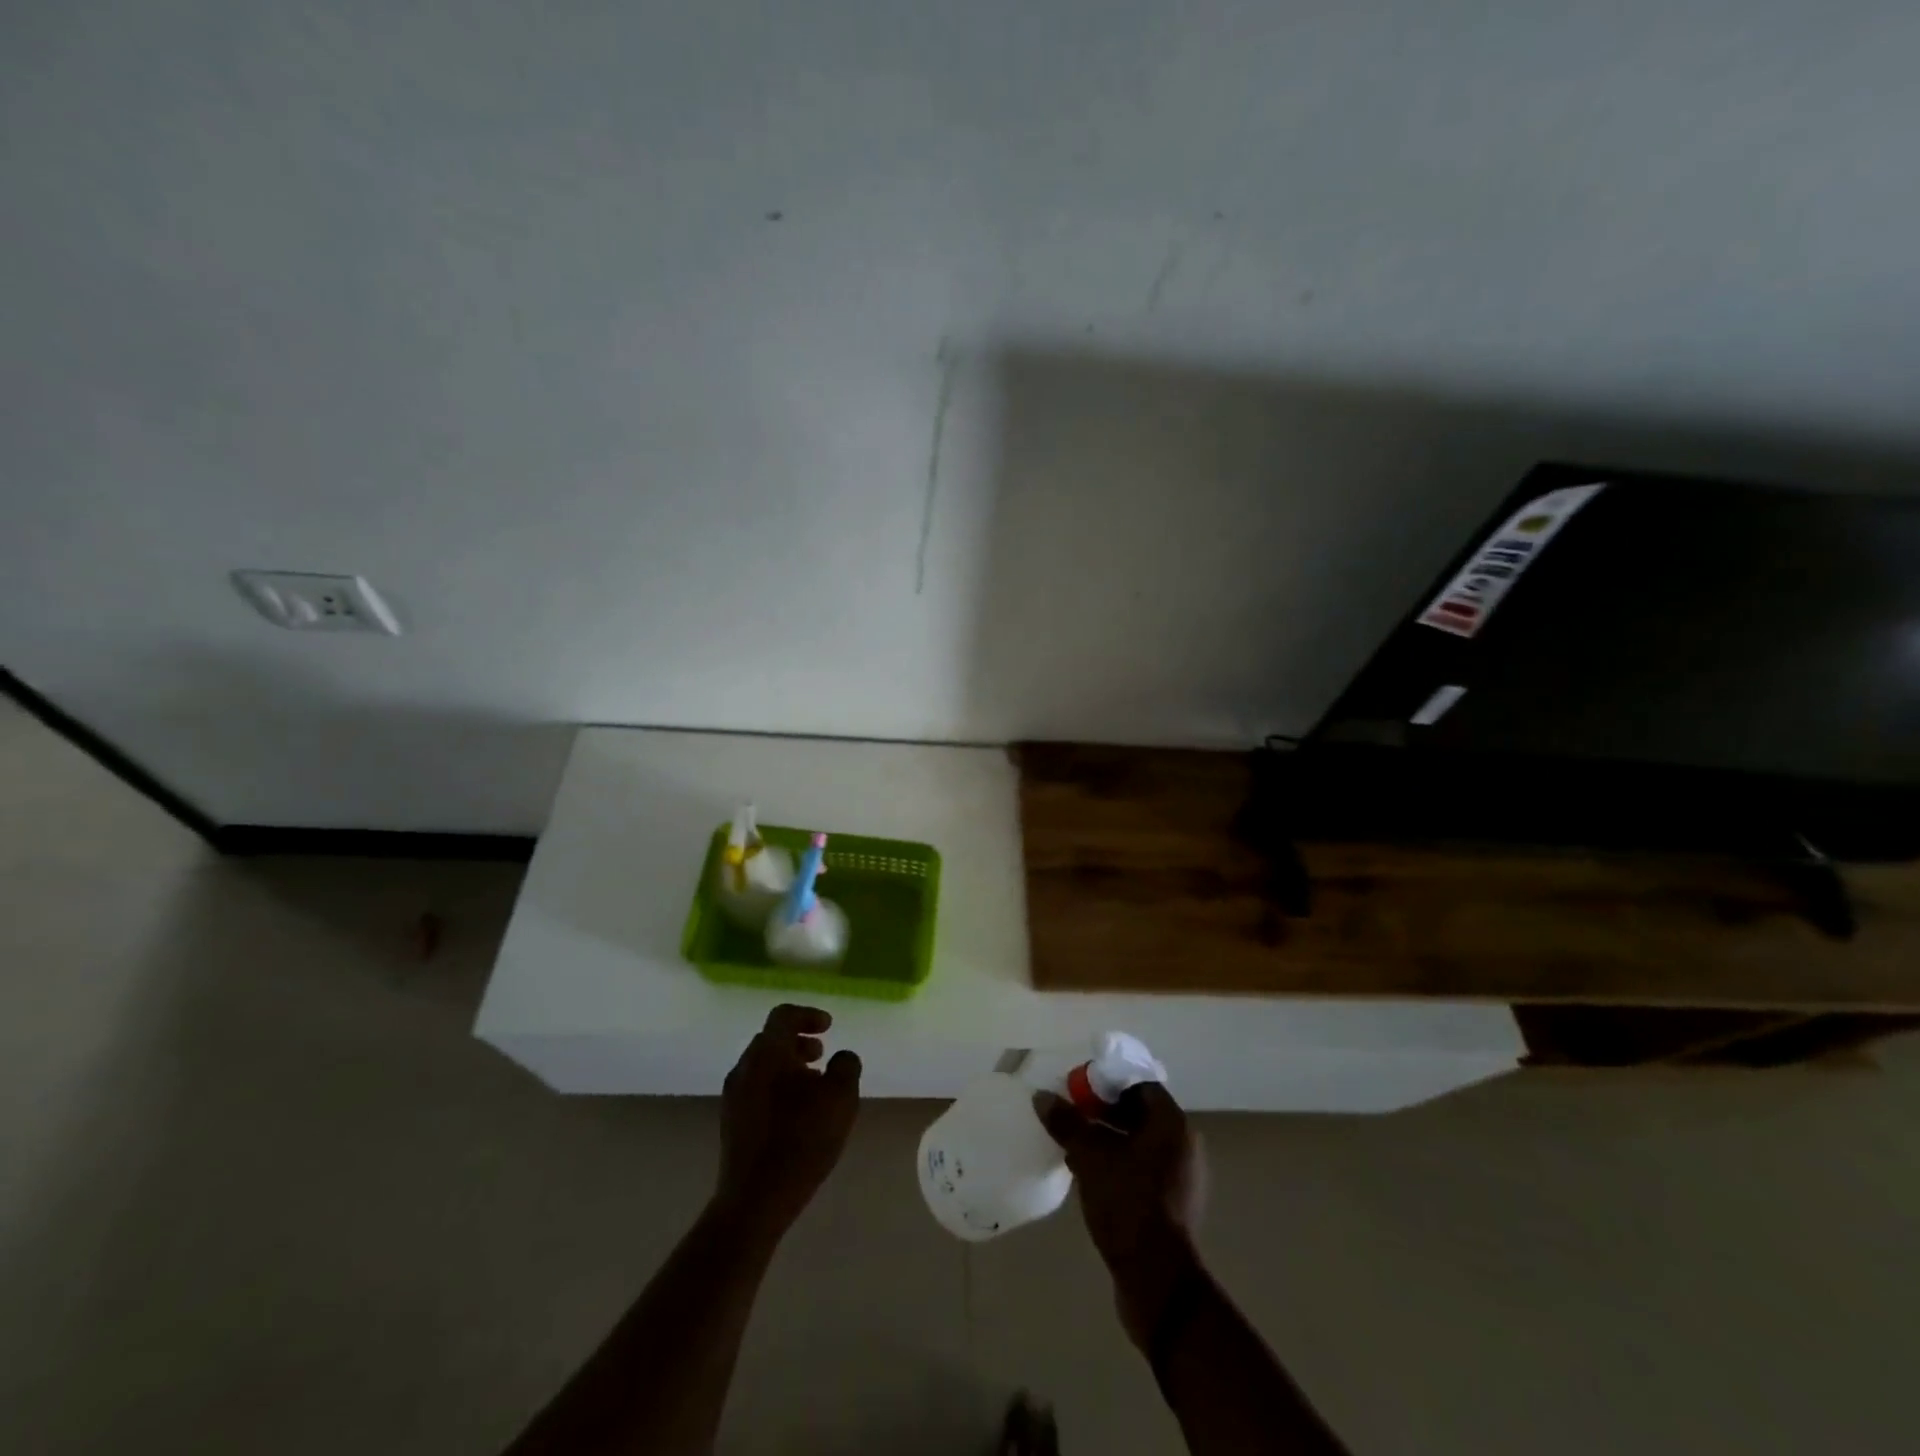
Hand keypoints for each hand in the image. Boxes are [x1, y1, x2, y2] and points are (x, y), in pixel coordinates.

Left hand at [713, 1005, 861, 1239]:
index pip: (783, 1015)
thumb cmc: (800, 1142)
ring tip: (814, 1088)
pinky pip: (757, 1089)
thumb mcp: (840, 1099)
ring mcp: (733, 1096)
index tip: (829, 1028)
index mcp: (767, 1053)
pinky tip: (797, 1114)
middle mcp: (744, 1067)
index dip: (808, 1015)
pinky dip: (778, 1087)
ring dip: (789, 1067)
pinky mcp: (731, 1123)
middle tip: (822, 1057)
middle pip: (771, 1040)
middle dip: (799, 1042)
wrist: (753, 1201)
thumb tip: (841, 1057)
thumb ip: (846, 1067)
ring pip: (763, 1066)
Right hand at [1035, 1082, 1206, 1345]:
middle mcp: (1182, 1146)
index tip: (1078, 1089)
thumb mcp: (1089, 1157)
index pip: (1140, 1085)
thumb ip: (1067, 1123)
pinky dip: (1117, 1166)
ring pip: (1139, 1144)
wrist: (1156, 1280)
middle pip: (1139, 1113)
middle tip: (1071, 1114)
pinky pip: (1142, 1171)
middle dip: (1104, 1112)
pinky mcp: (1171, 1207)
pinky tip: (1088, 1175)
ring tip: (1073, 1145)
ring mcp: (1180, 1178)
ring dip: (1108, 1140)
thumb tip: (1043, 1097)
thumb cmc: (1127, 1203)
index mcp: (1172, 1125)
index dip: (1107, 1083)